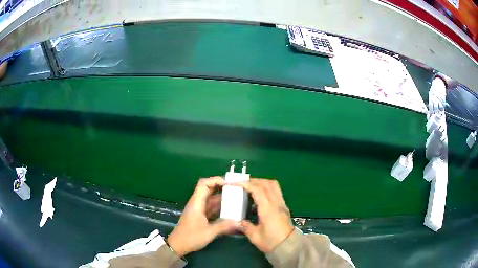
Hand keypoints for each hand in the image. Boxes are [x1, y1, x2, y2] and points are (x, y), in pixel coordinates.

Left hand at [167, 177, 238, 256]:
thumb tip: (240, 222)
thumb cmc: (190, 237)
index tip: (230, 183)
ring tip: (237, 199)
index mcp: (196, 203)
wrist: (178, 245)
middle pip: (209, 189)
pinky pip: (212, 207)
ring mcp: (199, 209)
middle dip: (222, 188)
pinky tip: (230, 211)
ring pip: (211, 199)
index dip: (216, 180)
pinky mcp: (201, 216)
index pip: (204, 184)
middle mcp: (197, 203)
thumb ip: (224, 226)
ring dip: (223, 198)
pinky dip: (221, 207)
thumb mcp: (208, 232)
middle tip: (237, 190)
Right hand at [235, 179, 293, 252]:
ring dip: (261, 182)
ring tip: (250, 187)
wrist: (288, 246)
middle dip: (253, 181)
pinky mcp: (284, 206)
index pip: (258, 190)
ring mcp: (282, 203)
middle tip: (241, 184)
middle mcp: (276, 203)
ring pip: (273, 185)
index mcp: (268, 209)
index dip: (246, 184)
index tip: (235, 183)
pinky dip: (267, 187)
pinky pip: (276, 190)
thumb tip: (238, 220)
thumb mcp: (255, 236)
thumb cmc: (271, 242)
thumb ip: (245, 226)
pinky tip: (259, 195)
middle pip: (266, 184)